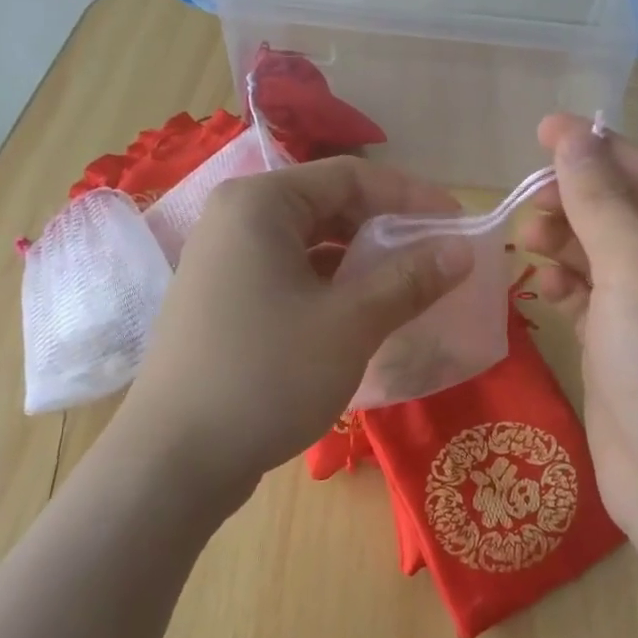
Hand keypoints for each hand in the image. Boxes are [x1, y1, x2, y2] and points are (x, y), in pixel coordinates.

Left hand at [118, 157, 472, 505]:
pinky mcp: (225, 302)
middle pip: (329, 205)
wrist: (175, 461)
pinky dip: (333, 287)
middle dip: (388, 229)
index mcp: (260, 204)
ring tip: (409, 287)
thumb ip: (410, 279)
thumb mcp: (351, 323)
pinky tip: (364, 315)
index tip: (457, 225)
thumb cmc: (267, 375)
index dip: (412, 196)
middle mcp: (236, 220)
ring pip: (311, 244)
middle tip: (436, 258)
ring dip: (363, 261)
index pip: (350, 176)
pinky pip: (292, 275)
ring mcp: (225, 263)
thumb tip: (462, 250)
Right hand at [520, 114, 637, 553]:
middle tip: (523, 204)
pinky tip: (543, 286)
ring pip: (605, 258)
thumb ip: (599, 200)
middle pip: (626, 215)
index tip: (540, 130)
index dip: (595, 150)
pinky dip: (569, 288)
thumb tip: (572, 134)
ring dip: (566, 244)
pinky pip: (595, 301)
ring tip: (525, 240)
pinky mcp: (630, 352)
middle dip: (575, 203)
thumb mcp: (636, 270)